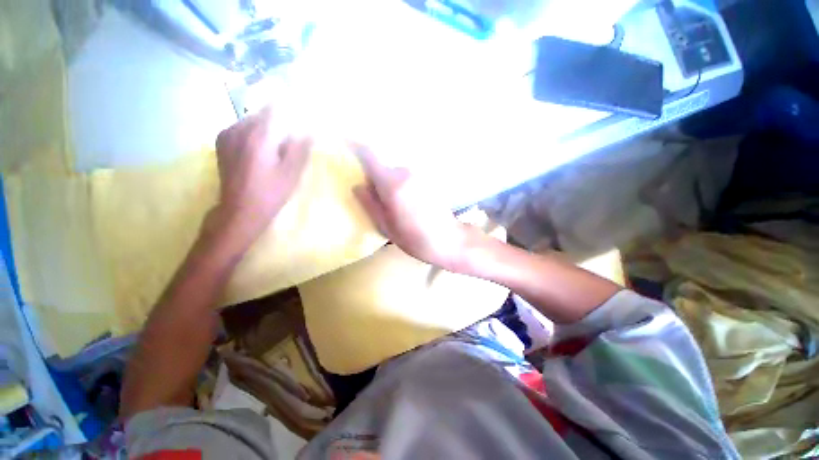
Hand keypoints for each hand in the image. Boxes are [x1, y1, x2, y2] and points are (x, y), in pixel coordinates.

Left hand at [214, 107, 310, 247]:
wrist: (240, 210)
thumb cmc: (270, 193)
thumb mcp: (292, 173)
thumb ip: (300, 149)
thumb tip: (310, 130)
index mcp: (258, 135)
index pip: (274, 108)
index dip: (289, 106)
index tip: (302, 111)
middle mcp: (238, 129)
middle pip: (263, 114)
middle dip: (279, 120)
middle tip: (291, 134)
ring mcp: (227, 135)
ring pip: (251, 121)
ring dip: (267, 127)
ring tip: (278, 143)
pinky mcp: (222, 143)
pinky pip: (241, 129)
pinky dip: (254, 133)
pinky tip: (262, 149)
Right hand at [351, 143, 474, 269]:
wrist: (447, 240)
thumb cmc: (413, 238)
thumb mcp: (385, 225)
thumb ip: (369, 203)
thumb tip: (358, 186)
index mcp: (391, 183)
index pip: (369, 154)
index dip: (355, 146)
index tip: (345, 142)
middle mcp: (405, 172)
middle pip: (383, 168)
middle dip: (377, 181)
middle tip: (379, 201)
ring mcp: (419, 174)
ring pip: (396, 174)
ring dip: (391, 186)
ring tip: (398, 208)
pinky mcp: (428, 179)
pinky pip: (408, 179)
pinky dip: (403, 187)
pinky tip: (411, 206)